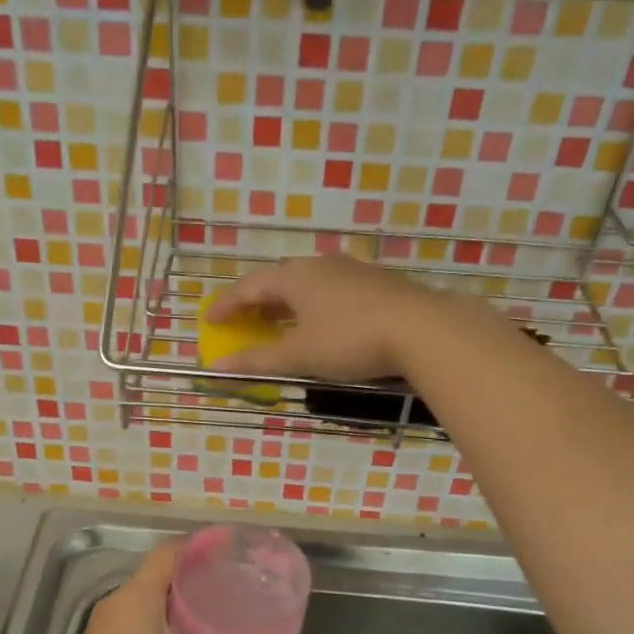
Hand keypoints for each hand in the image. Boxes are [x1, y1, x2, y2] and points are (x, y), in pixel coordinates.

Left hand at [45, 540, 263, 633]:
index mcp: (137, 594)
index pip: (169, 552)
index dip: (198, 546)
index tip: (229, 550)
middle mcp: (121, 603)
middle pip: (162, 576)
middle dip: (196, 577)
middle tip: (231, 585)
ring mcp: (110, 628)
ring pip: (152, 603)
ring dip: (181, 606)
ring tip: (216, 615)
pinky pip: (143, 626)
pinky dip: (168, 628)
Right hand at [201, 256, 448, 381]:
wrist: (423, 329)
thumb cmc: (350, 340)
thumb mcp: (300, 355)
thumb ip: (258, 359)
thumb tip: (217, 368)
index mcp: (295, 277)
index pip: (249, 286)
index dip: (227, 305)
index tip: (210, 320)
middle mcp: (321, 265)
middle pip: (278, 280)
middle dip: (256, 302)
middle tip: (242, 321)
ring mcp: (352, 271)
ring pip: (308, 284)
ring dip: (286, 304)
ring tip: (278, 322)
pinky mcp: (377, 283)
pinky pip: (331, 290)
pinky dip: (313, 306)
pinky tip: (321, 323)